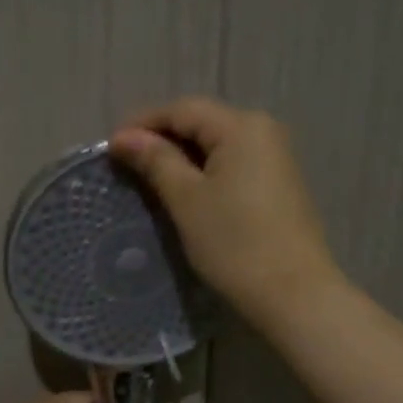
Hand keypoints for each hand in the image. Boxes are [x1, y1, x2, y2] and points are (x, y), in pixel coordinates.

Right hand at [110, 97, 338, 332]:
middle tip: (125, 163)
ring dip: (181, 156)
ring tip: (148, 178)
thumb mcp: (186, 199)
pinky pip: (232, 163)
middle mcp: (263, 130)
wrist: (293, 293)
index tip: (110, 147)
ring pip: (216, 144)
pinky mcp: (278, 184)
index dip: (143, 123)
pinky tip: (183, 191)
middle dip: (161, 138)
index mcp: (241, 126)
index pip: (182, 109)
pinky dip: (203, 171)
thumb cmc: (234, 243)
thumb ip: (156, 161)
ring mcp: (275, 157)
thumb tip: (124, 137)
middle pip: (202, 122)